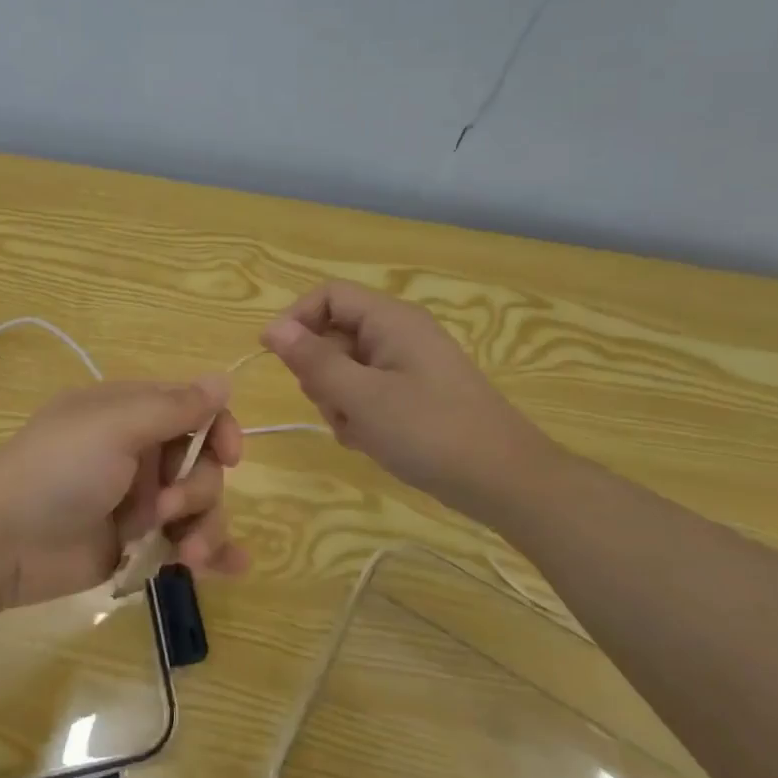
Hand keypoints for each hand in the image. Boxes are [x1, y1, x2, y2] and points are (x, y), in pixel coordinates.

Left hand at [0, 377, 246, 608]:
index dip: (219, 430)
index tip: (229, 456)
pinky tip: (231, 567)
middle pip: (201, 464)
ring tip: (189, 557)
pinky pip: (184, 543)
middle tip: (165, 509)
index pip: (194, 410)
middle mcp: (138, 452)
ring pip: (198, 507)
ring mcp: (136, 501)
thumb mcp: (115, 427)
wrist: (0, 542)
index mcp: (130, 413)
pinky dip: (211, 553)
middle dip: (198, 489)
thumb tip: (224, 379)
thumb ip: (174, 407)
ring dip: (205, 528)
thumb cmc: (58, 470)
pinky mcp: (134, 545)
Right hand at [261, 280, 558, 523]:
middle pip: (333, 335)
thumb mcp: (361, 397)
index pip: (328, 296)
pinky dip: (360, 415)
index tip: (274, 357)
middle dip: (321, 373)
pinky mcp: (414, 395)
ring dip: (339, 401)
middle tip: (334, 406)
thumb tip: (273, 328)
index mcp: (390, 320)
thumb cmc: (430, 431)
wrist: (505, 481)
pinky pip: (367, 393)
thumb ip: (313, 361)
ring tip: (359, 431)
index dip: (296, 319)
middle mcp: (399, 334)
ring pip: (346, 370)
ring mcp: (408, 366)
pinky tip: (373, 441)